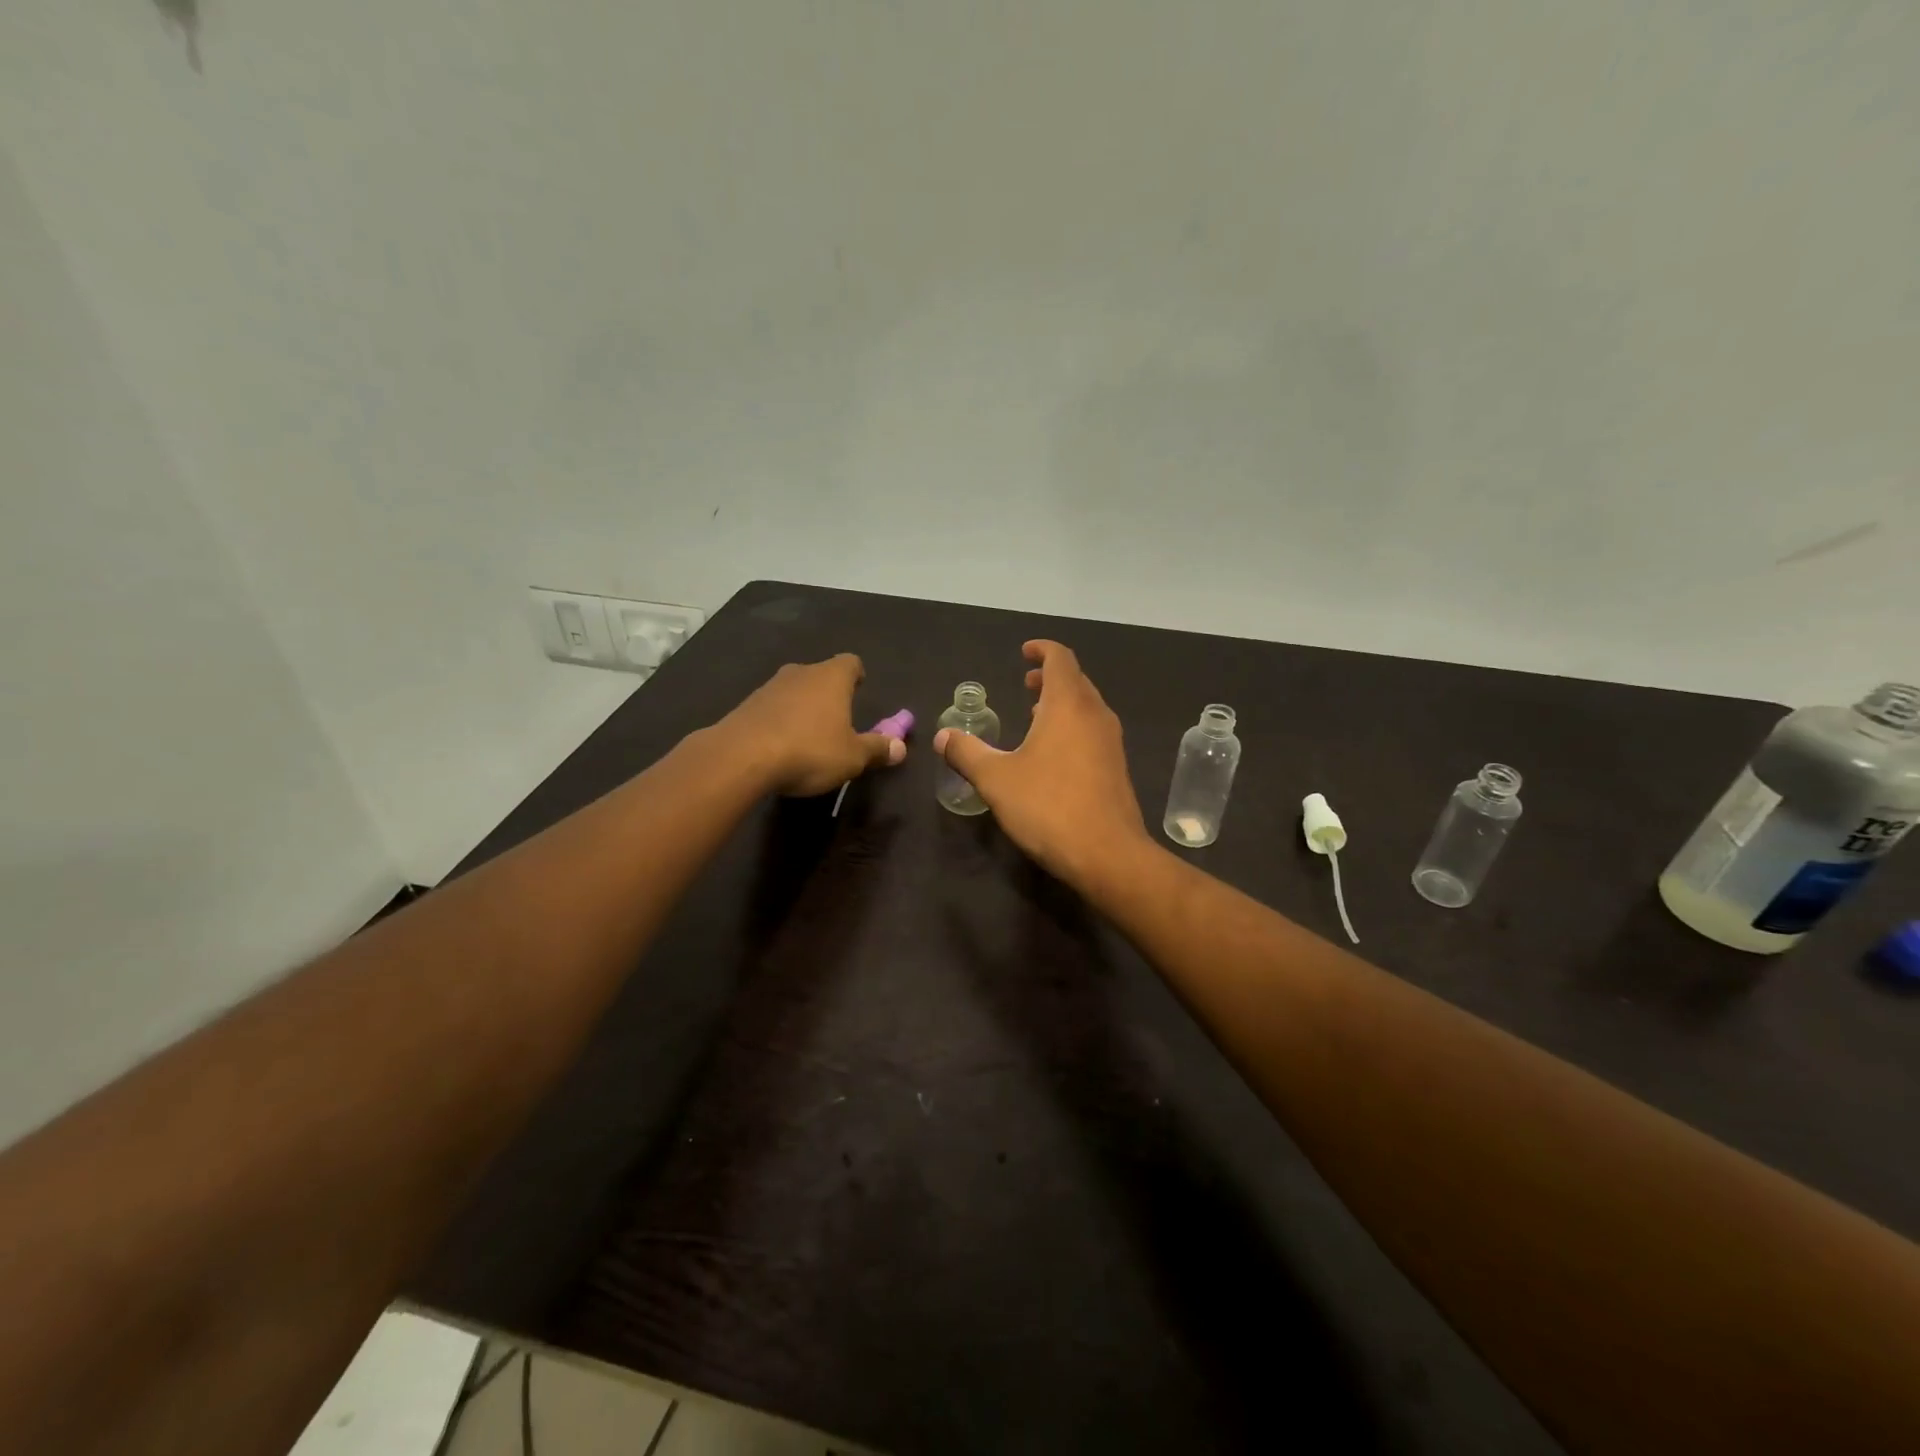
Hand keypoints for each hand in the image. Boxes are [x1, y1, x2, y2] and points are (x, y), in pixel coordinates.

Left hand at [718, 653, 906, 796]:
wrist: (741, 757)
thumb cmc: (810, 750)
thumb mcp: (853, 756)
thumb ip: (877, 749)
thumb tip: (900, 747)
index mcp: (831, 677)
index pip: (851, 662)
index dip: (857, 676)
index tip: (860, 691)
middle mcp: (801, 673)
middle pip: (820, 675)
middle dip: (829, 694)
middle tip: (838, 720)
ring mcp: (769, 687)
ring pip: (794, 690)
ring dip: (802, 708)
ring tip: (808, 737)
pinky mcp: (746, 705)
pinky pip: (771, 708)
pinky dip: (779, 721)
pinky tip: (780, 746)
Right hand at [933, 641, 1151, 886]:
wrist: (1107, 854)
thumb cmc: (1048, 806)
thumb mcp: (995, 779)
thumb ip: (967, 753)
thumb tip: (943, 736)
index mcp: (1068, 705)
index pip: (1060, 659)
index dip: (1042, 650)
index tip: (1024, 652)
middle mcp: (1095, 715)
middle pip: (1076, 681)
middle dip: (1050, 677)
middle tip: (1025, 685)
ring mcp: (1111, 742)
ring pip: (1087, 707)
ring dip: (1062, 703)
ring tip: (1036, 715)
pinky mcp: (1116, 768)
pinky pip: (1093, 731)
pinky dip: (1073, 726)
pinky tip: (1054, 753)